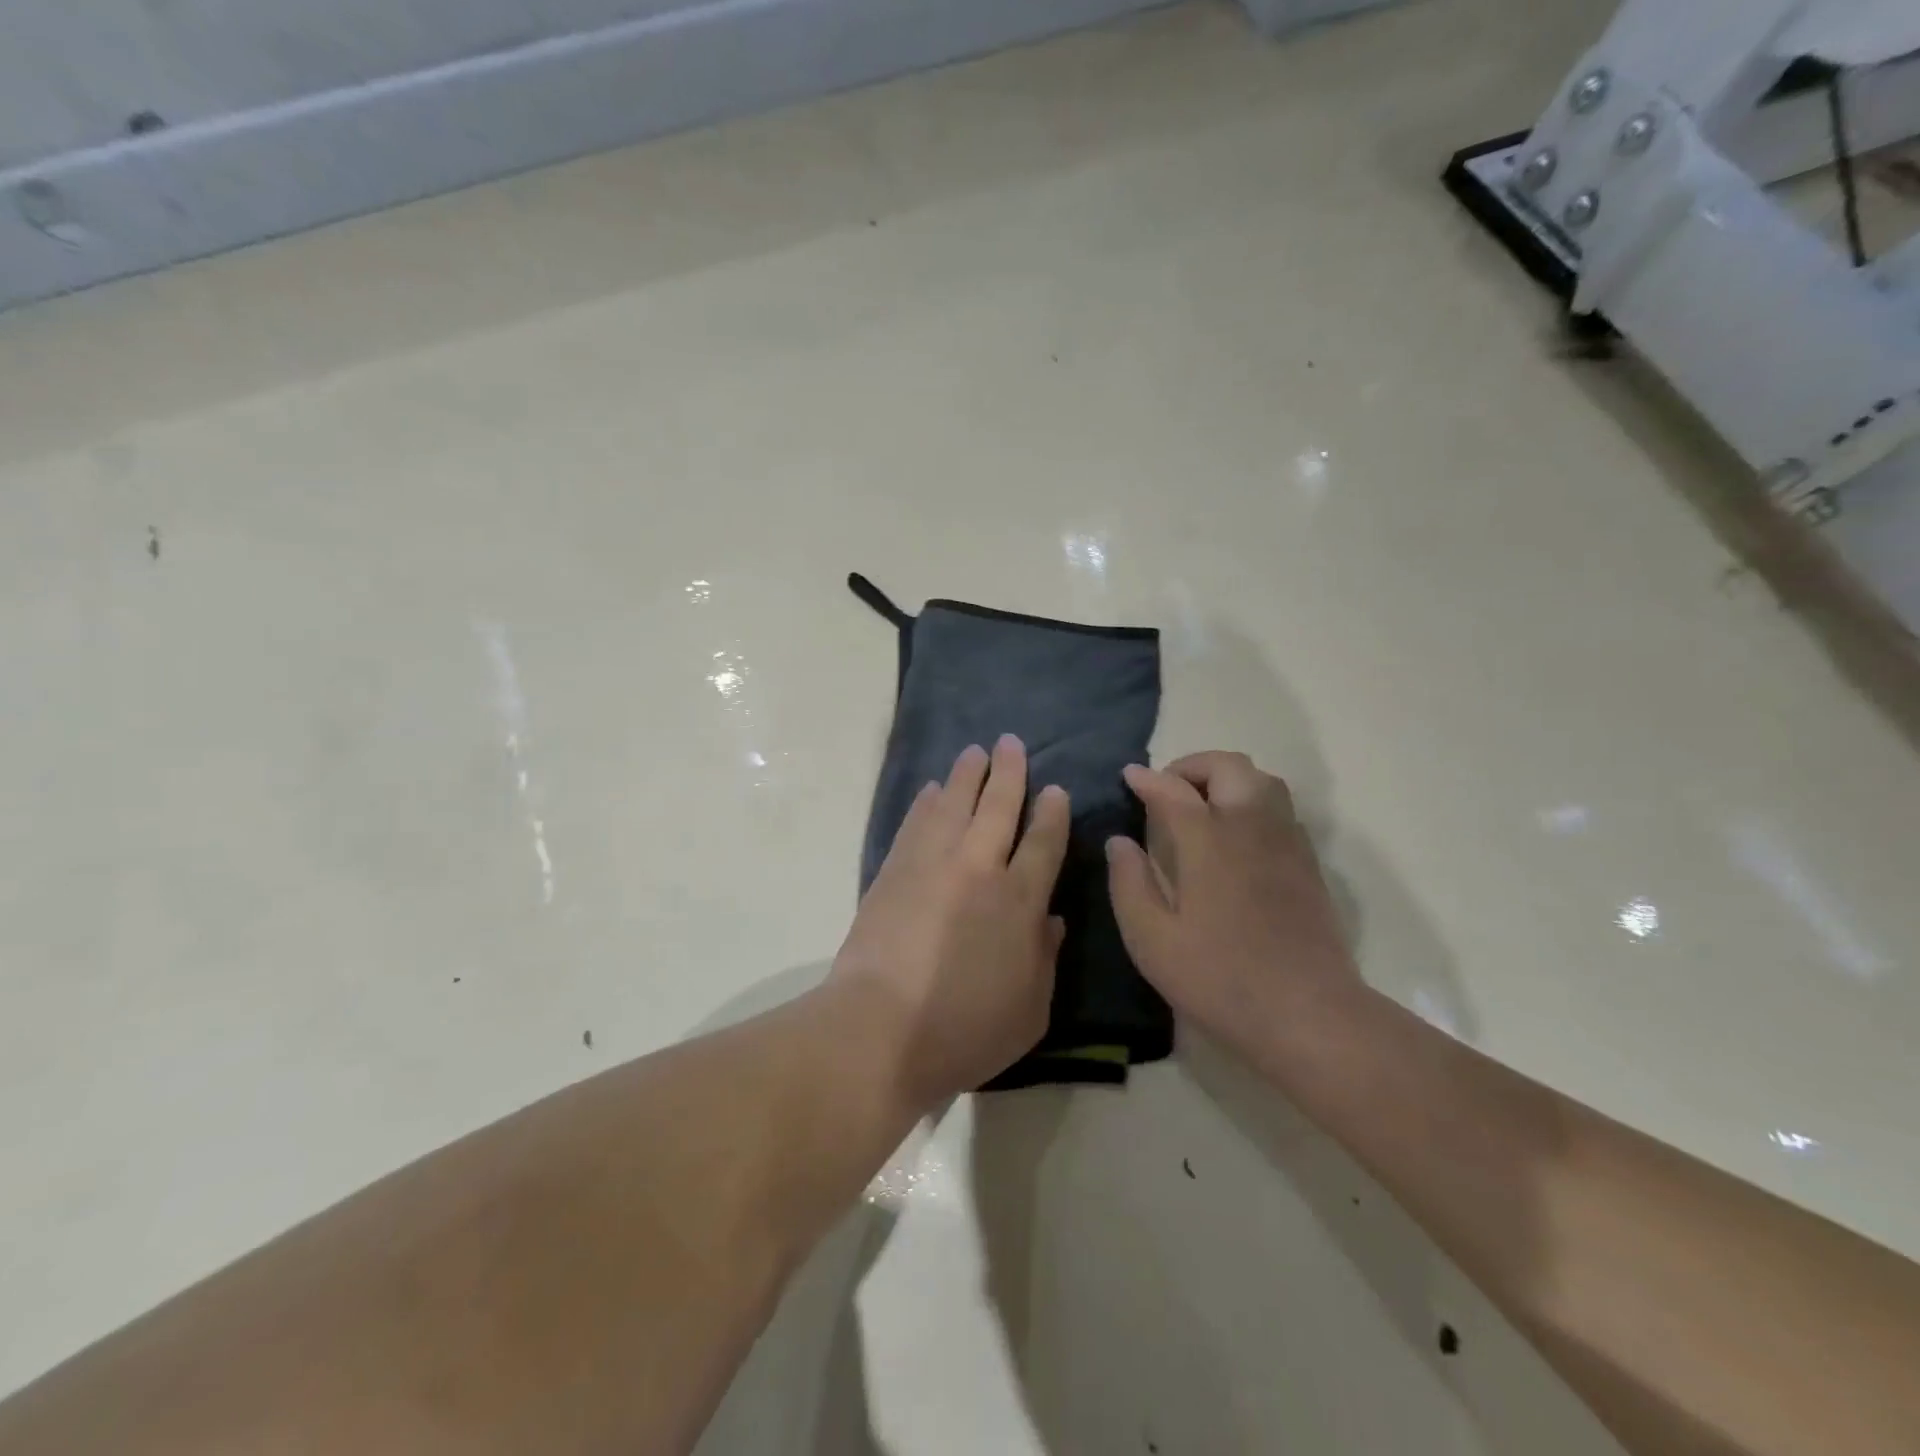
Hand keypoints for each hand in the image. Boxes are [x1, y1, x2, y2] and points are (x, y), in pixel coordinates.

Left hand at [831, 736, 1069, 1107]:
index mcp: (1020, 900)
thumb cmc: (965, 1031)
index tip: (1054, 789)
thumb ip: (1045, 959)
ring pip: (954, 803)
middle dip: (1009, 772)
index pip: (1042, 842)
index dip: (1051, 812)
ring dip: (966, 775)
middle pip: (998, 806)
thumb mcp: (1030, 1010)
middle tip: (1011, 743)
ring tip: (974, 752)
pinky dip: (926, 803)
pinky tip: (932, 790)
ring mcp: (932, 864)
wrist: (881, 1030)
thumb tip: (1050, 919)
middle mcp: (979, 868)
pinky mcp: (893, 871)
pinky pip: (915, 823)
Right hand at [1105, 751, 1360, 1058]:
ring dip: (1227, 778)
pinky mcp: (1307, 863)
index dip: (1146, 779)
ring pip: (1261, 780)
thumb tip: (1119, 842)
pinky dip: (1252, 801)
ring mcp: (1286, 842)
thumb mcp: (1151, 939)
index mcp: (1207, 839)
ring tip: (1202, 804)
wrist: (1308, 1012)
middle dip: (1192, 766)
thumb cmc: (1219, 977)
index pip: (1171, 790)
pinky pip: (1280, 808)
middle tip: (1167, 788)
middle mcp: (1250, 826)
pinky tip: (1236, 836)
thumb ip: (1129, 883)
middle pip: (1227, 766)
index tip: (1128, 776)